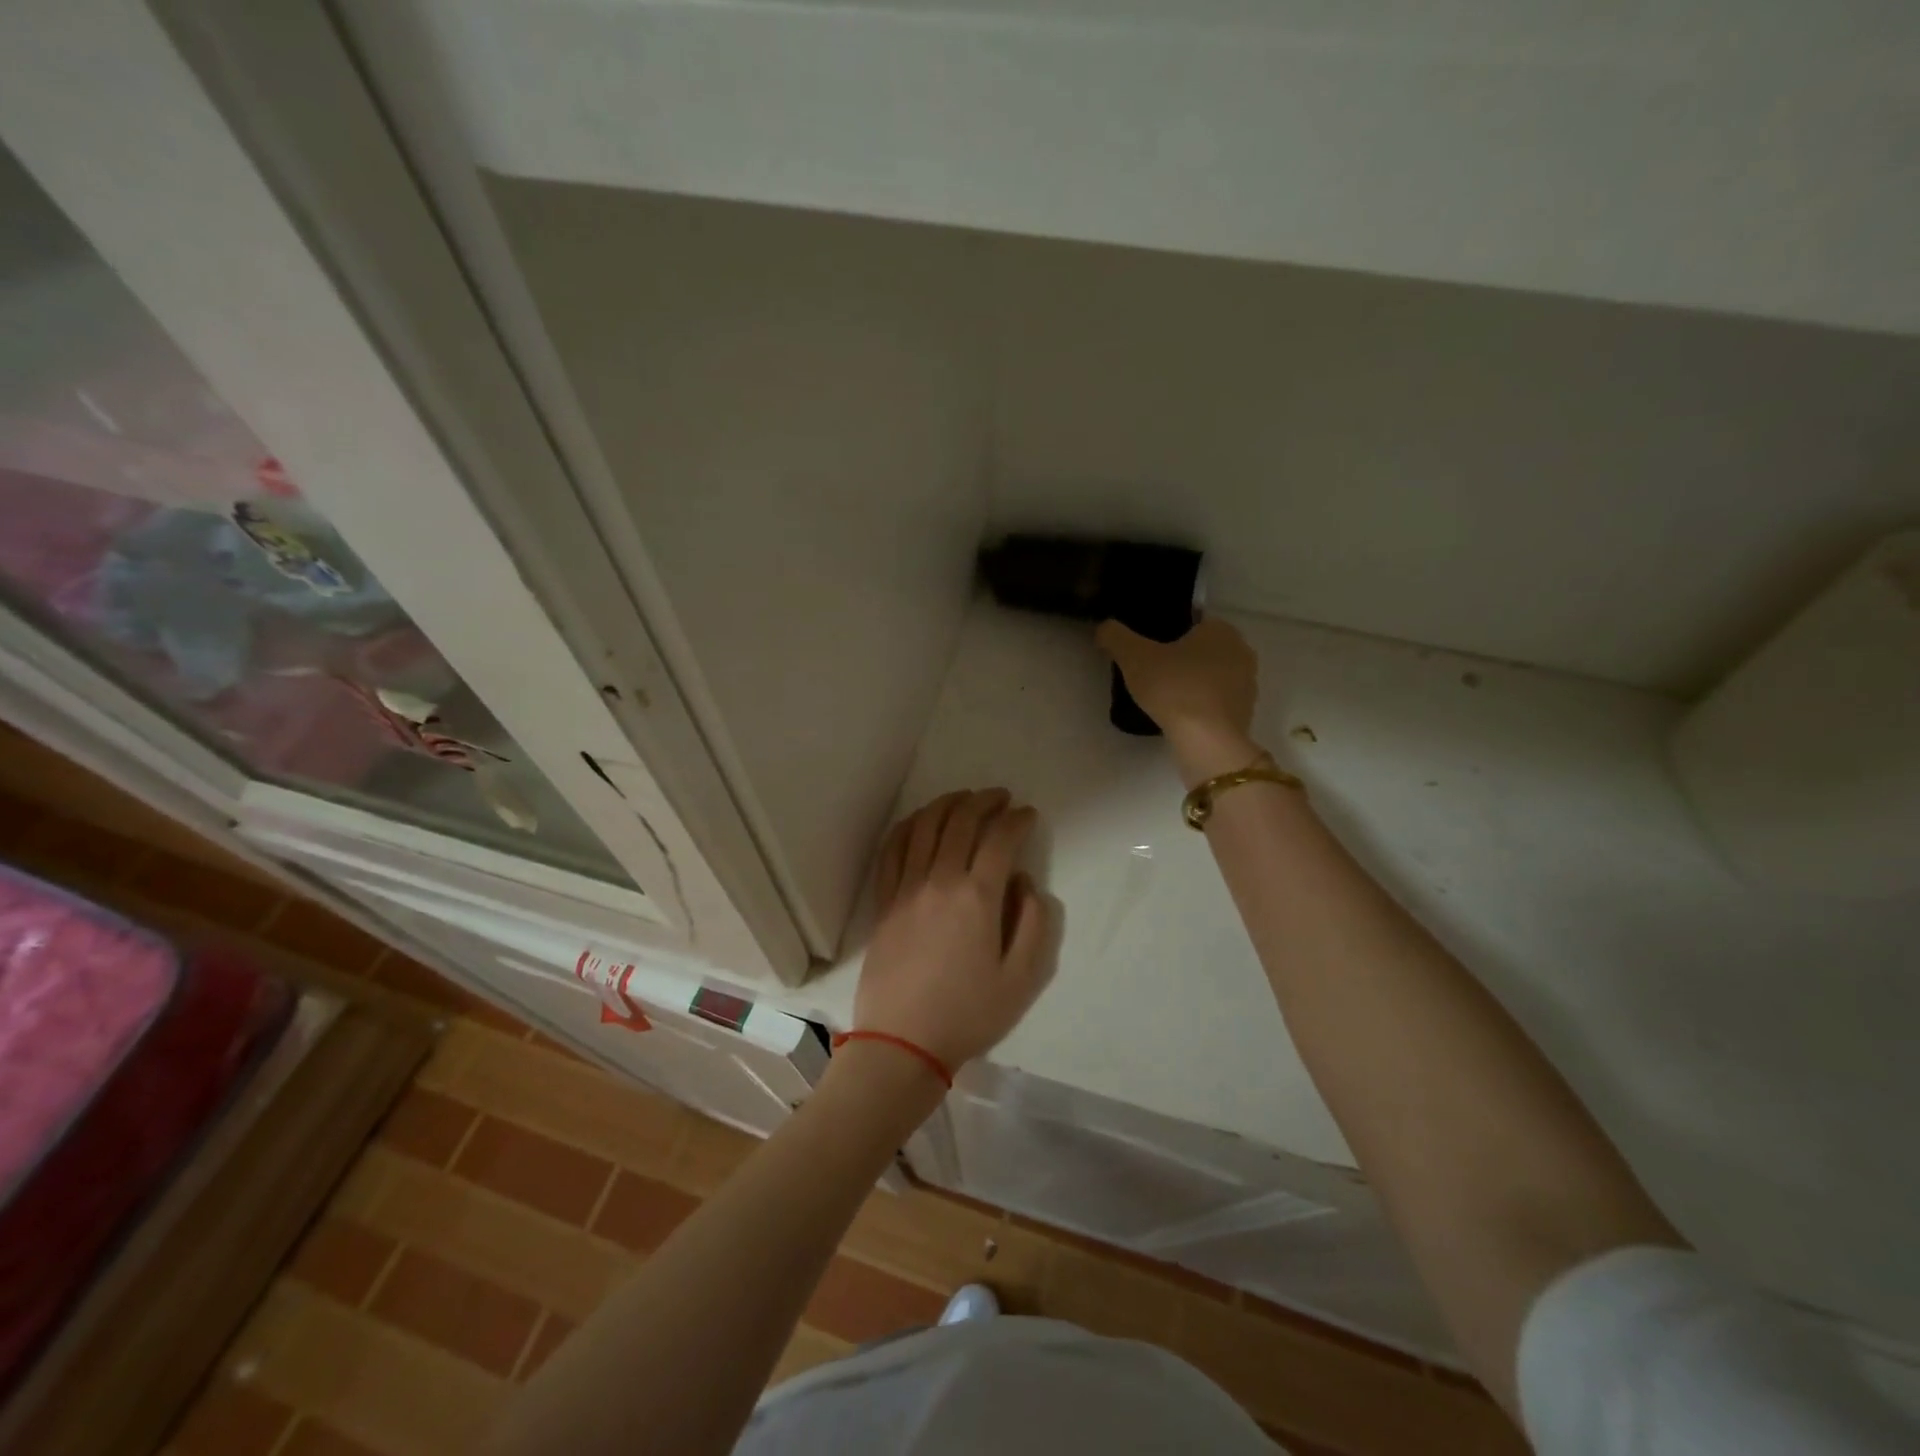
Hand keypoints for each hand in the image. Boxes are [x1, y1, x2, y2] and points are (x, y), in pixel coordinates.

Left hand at [855, 790, 1052, 1073]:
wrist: (902, 1042)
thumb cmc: (968, 1014)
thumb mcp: (1022, 979)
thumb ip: (1034, 924)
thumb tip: (1025, 883)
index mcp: (977, 898)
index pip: (1000, 839)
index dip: (1017, 820)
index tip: (1028, 815)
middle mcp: (940, 881)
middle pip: (961, 821)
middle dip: (984, 801)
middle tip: (1001, 797)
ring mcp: (906, 888)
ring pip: (925, 826)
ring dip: (947, 803)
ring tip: (964, 798)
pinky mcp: (884, 901)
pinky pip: (893, 849)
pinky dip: (908, 826)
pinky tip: (920, 820)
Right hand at [1097, 618, 1262, 782]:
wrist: (1207, 741)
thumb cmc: (1174, 688)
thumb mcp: (1133, 657)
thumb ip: (1115, 636)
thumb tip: (1103, 628)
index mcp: (1220, 630)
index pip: (1191, 623)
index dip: (1167, 637)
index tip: (1147, 654)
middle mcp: (1241, 651)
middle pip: (1202, 651)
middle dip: (1181, 661)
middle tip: (1152, 677)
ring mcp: (1247, 684)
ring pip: (1212, 677)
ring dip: (1192, 684)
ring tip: (1164, 700)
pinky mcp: (1245, 713)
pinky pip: (1217, 702)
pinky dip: (1201, 706)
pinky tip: (1181, 718)